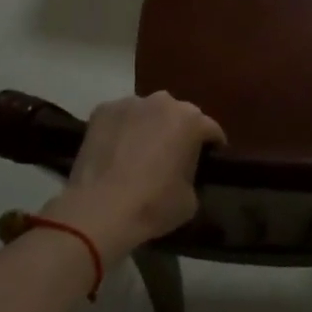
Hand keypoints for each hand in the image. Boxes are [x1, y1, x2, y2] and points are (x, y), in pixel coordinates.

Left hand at [45, 93, 224, 261]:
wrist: (99, 210)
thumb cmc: (152, 205)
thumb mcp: (191, 200)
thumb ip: (193, 175)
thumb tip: (184, 172)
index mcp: (191, 120)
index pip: (211, 130)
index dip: (212, 147)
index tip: (208, 162)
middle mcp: (163, 101)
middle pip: (178, 115)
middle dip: (179, 132)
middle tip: (172, 157)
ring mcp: (130, 102)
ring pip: (148, 113)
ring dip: (149, 127)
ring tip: (140, 153)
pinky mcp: (102, 110)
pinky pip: (121, 118)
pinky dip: (123, 129)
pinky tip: (116, 152)